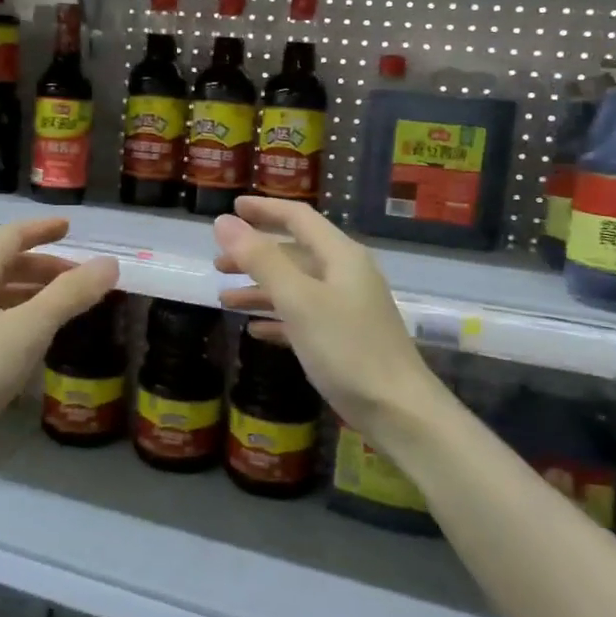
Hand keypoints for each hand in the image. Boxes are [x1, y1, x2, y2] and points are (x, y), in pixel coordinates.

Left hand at [0, 219, 118, 468]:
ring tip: (64, 307)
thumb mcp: (27, 331)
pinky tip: (32, 343)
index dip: (42, 229)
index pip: (11, 236)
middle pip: (5, 265)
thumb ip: (69, 296)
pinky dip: (18, 319)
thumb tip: (110, 263)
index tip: (69, 227)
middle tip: (79, 278)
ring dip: (32, 293)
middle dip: (44, 267)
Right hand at [213, 197, 446, 437]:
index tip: (231, 207)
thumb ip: (261, 259)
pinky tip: (254, 329)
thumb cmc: (347, 348)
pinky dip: (277, 317)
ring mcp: (346, 307)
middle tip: (218, 263)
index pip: (298, 218)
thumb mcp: (298, 300)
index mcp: (340, 256)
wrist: (398, 409)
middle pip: (293, 253)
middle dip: (255, 255)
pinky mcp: (344, 338)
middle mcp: (345, 274)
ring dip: (260, 289)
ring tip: (225, 299)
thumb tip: (224, 222)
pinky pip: (303, 316)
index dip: (264, 210)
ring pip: (296, 286)